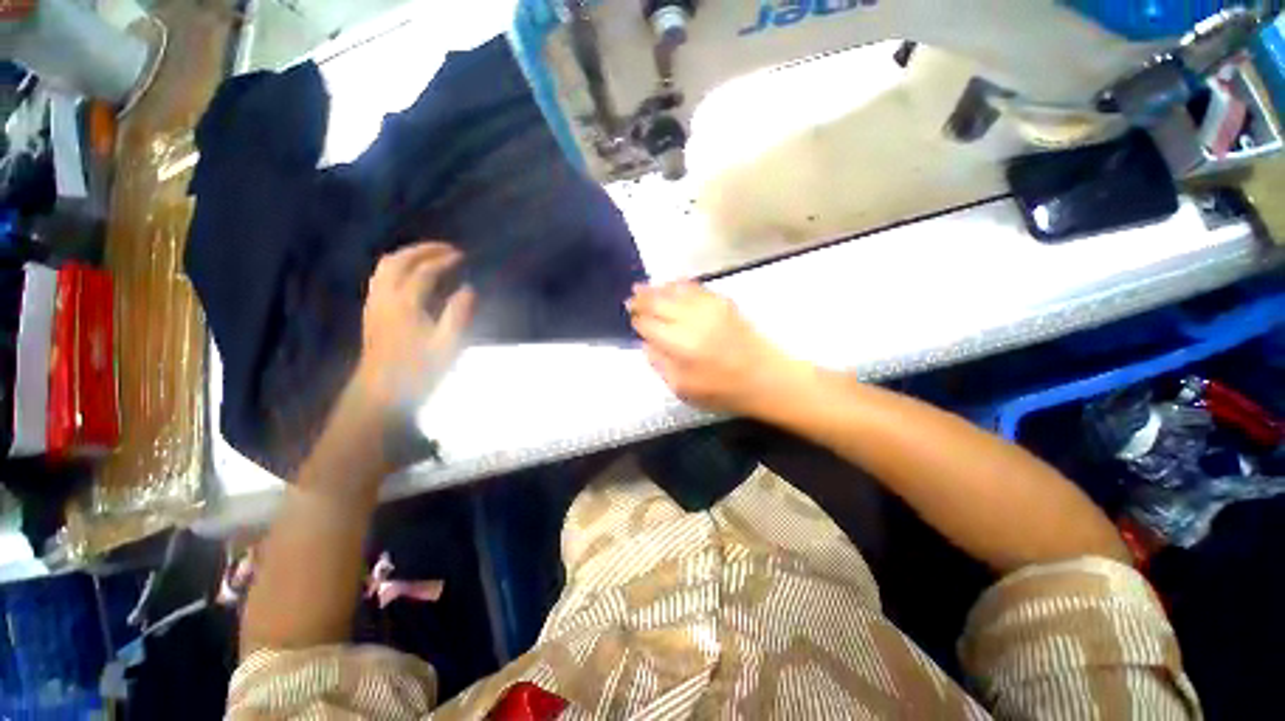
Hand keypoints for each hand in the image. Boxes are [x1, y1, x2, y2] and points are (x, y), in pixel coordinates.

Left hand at [352, 242, 474, 412]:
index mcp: (405, 305)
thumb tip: (469, 289)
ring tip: (430, 256)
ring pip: (385, 267)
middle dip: (423, 250)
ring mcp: (374, 304)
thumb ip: (459, 315)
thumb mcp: (448, 346)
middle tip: (446, 249)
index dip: (444, 260)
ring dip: (408, 256)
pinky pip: (381, 278)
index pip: (424, 272)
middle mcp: (385, 298)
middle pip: (398, 261)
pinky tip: (411, 276)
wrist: (381, 392)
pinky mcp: (371, 312)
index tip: (462, 256)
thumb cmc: (419, 371)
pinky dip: (397, 267)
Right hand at [628, 282, 810, 416]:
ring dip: (656, 288)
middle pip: (658, 302)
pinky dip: (679, 284)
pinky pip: (696, 287)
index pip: (648, 324)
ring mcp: (709, 308)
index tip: (631, 319)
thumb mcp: (683, 388)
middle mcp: (692, 320)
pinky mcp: (723, 303)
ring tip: (643, 288)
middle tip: (630, 298)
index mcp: (680, 345)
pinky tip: (672, 284)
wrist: (766, 378)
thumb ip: (660, 364)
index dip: (637, 321)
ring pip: (675, 290)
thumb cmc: (723, 390)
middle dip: (641, 299)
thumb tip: (646, 342)